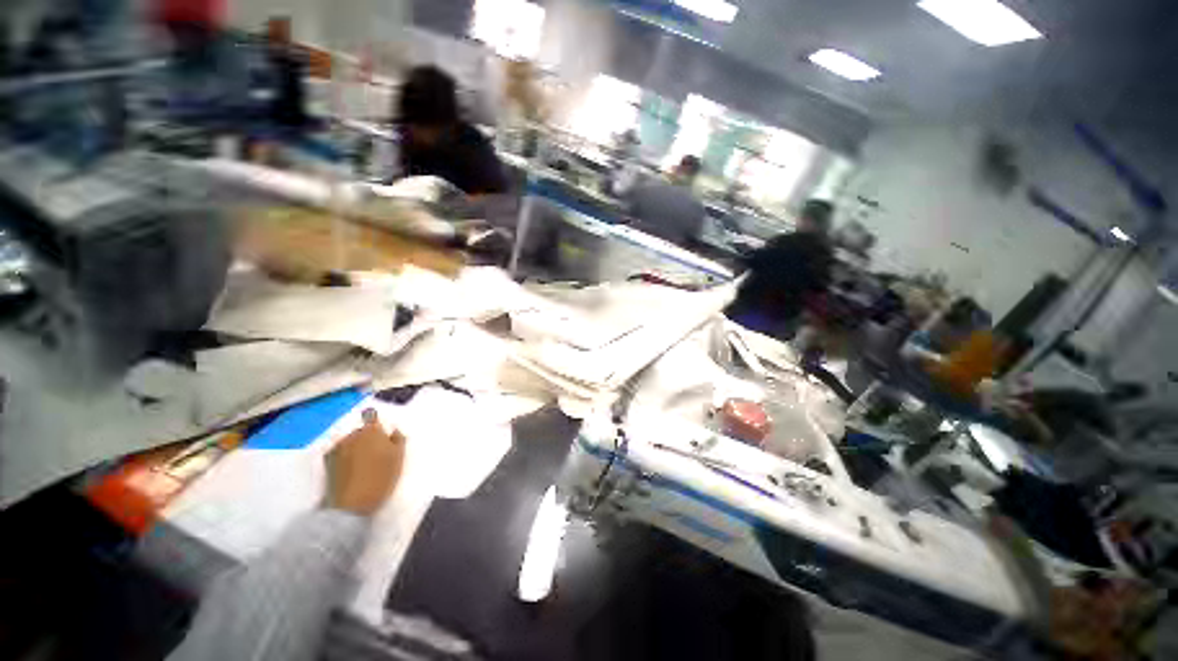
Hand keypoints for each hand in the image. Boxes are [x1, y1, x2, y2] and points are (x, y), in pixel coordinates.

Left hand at [325, 408, 404, 515]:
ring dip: (355, 447)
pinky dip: (345, 456)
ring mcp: (336, 447)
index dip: (376, 424)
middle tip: (376, 453)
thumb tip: (393, 430)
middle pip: (361, 430)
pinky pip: (339, 452)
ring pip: (349, 441)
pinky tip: (351, 469)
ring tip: (363, 463)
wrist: (351, 505)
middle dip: (367, 437)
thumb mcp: (398, 457)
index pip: (372, 416)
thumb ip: (398, 438)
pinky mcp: (326, 461)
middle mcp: (351, 434)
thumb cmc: (381, 477)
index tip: (382, 434)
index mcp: (371, 430)